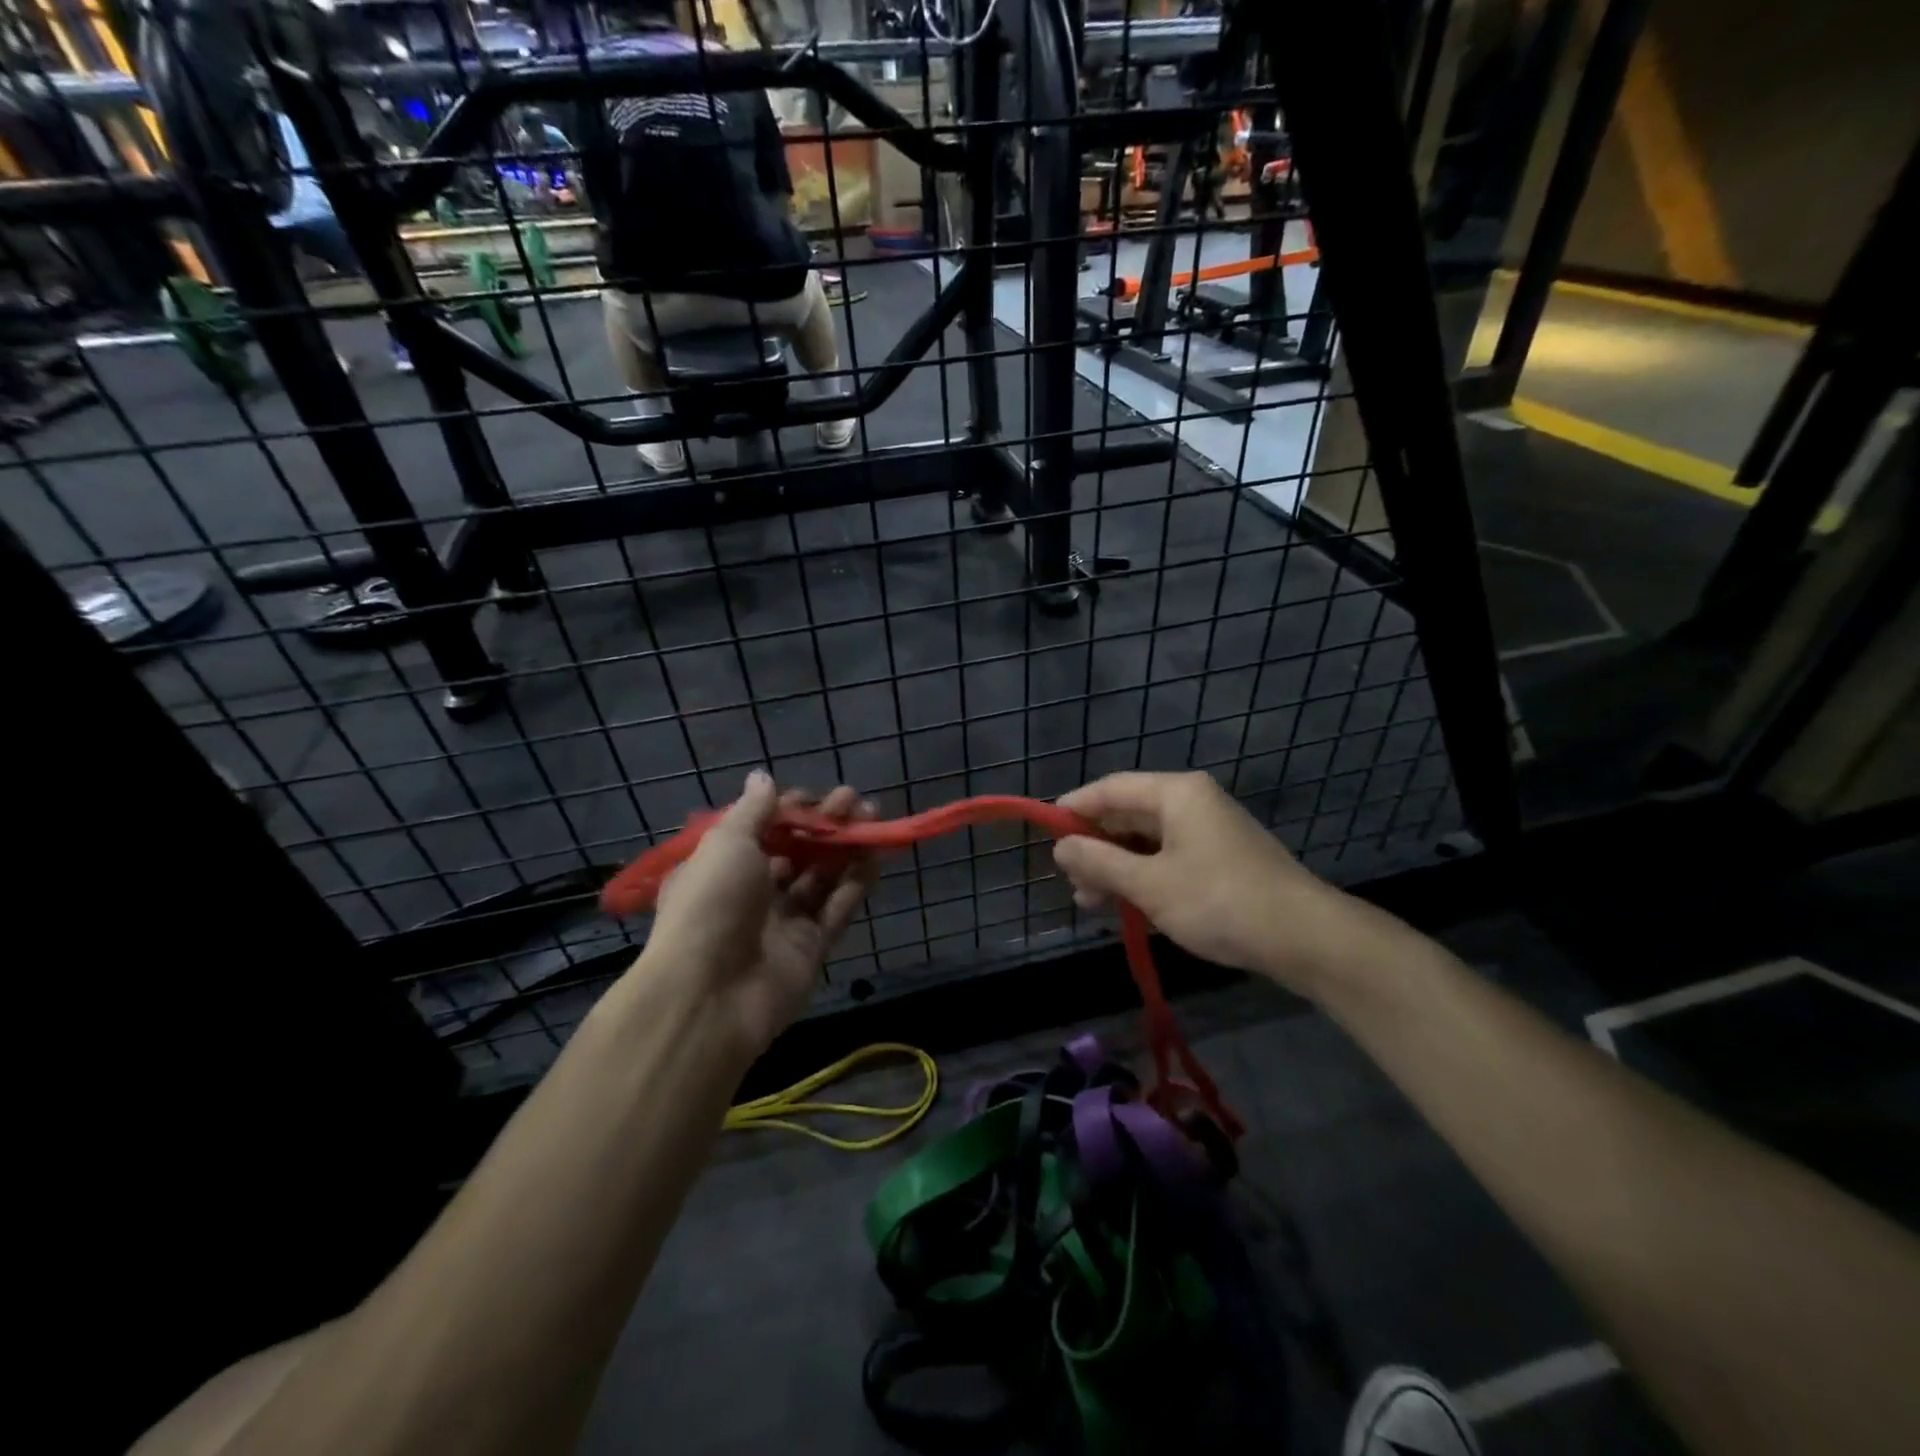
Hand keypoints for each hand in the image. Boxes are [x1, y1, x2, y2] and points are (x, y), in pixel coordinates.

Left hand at [643, 773, 876, 1051]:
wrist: (710, 995)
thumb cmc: (712, 904)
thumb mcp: (726, 843)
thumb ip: (753, 811)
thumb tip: (763, 778)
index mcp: (721, 868)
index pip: (760, 831)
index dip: (787, 811)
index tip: (813, 796)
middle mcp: (751, 893)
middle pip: (795, 851)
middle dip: (825, 825)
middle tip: (857, 801)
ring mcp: (782, 923)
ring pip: (821, 878)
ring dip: (845, 848)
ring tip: (874, 820)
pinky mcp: (811, 949)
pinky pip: (837, 910)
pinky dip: (855, 884)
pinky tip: (876, 858)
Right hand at [1053, 771, 1376, 996]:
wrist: (1304, 938)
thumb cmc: (1219, 901)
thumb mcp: (1150, 884)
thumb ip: (1100, 863)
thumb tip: (1060, 847)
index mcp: (1177, 794)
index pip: (1112, 788)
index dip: (1075, 807)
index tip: (1046, 830)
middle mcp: (1193, 804)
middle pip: (1129, 815)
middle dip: (1096, 847)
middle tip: (1069, 878)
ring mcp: (1210, 833)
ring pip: (1148, 842)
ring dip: (1117, 869)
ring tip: (1090, 901)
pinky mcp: (1222, 862)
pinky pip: (1169, 860)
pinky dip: (1144, 879)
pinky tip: (1126, 907)